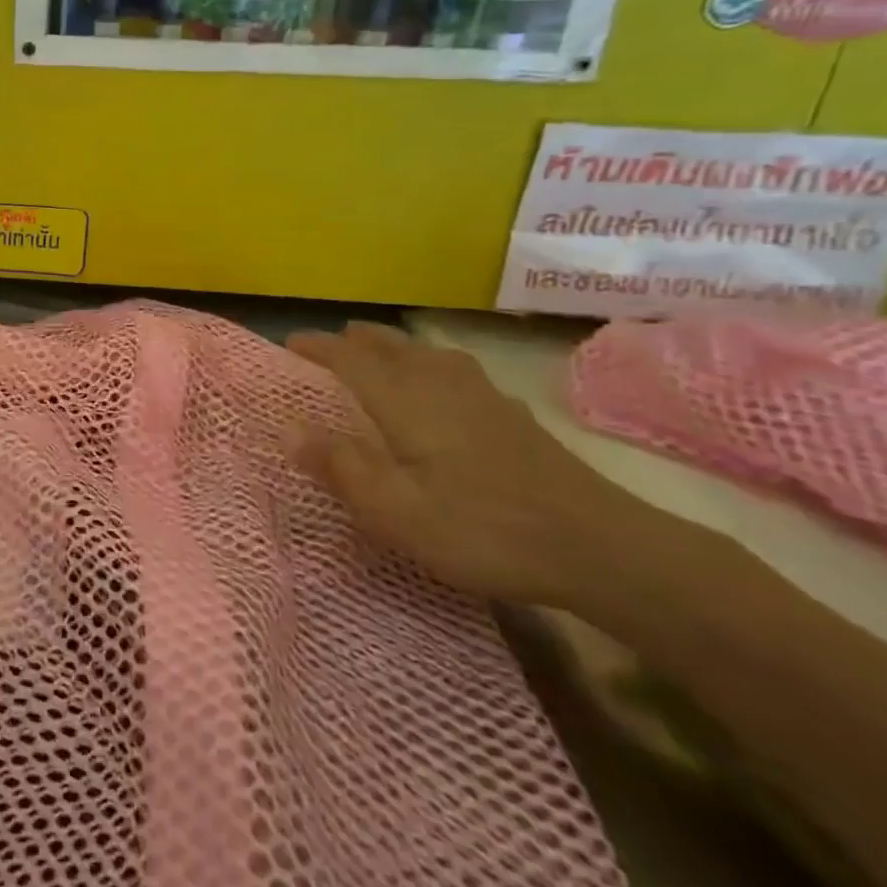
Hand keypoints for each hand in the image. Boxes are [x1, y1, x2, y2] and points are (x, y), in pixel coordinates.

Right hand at [286, 322, 628, 607]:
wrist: (600, 547)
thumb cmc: (482, 530)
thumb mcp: (395, 511)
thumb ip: (339, 466)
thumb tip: (286, 427)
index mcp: (407, 402)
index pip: (352, 360)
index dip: (318, 348)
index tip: (288, 342)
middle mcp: (442, 386)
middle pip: (393, 347)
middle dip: (357, 339)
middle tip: (331, 340)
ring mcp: (484, 398)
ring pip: (428, 354)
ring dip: (395, 345)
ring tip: (379, 348)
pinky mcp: (513, 417)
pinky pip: (458, 370)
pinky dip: (434, 364)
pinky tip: (446, 384)